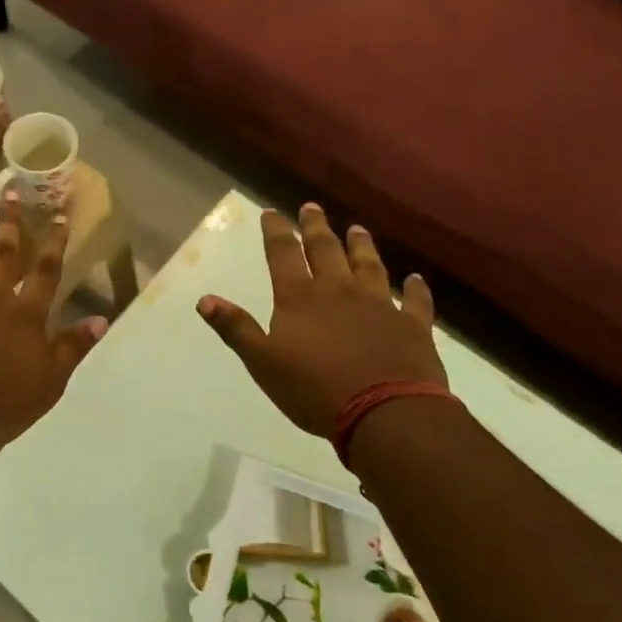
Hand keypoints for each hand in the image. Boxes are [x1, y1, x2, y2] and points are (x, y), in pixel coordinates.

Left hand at [0, 196, 105, 473]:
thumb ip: (74, 346)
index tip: (59, 214)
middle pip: (3, 251)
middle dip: (9, 219)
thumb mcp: (51, 381)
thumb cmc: (4, 405)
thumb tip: (101, 318)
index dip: (55, 241)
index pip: (46, 270)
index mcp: (25, 313)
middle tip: (9, 190)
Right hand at [197, 204, 445, 441]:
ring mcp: (379, 306)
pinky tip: (416, 279)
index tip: (272, 213)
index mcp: (300, 298)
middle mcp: (339, 292)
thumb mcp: (263, 362)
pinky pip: (415, 302)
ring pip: (369, 266)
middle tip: (312, 208)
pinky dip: (415, 289)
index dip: (276, 232)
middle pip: (326, 251)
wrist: (385, 413)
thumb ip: (235, 328)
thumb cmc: (314, 389)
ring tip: (357, 229)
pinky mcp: (412, 326)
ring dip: (362, 246)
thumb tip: (204, 299)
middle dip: (316, 228)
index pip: (283, 255)